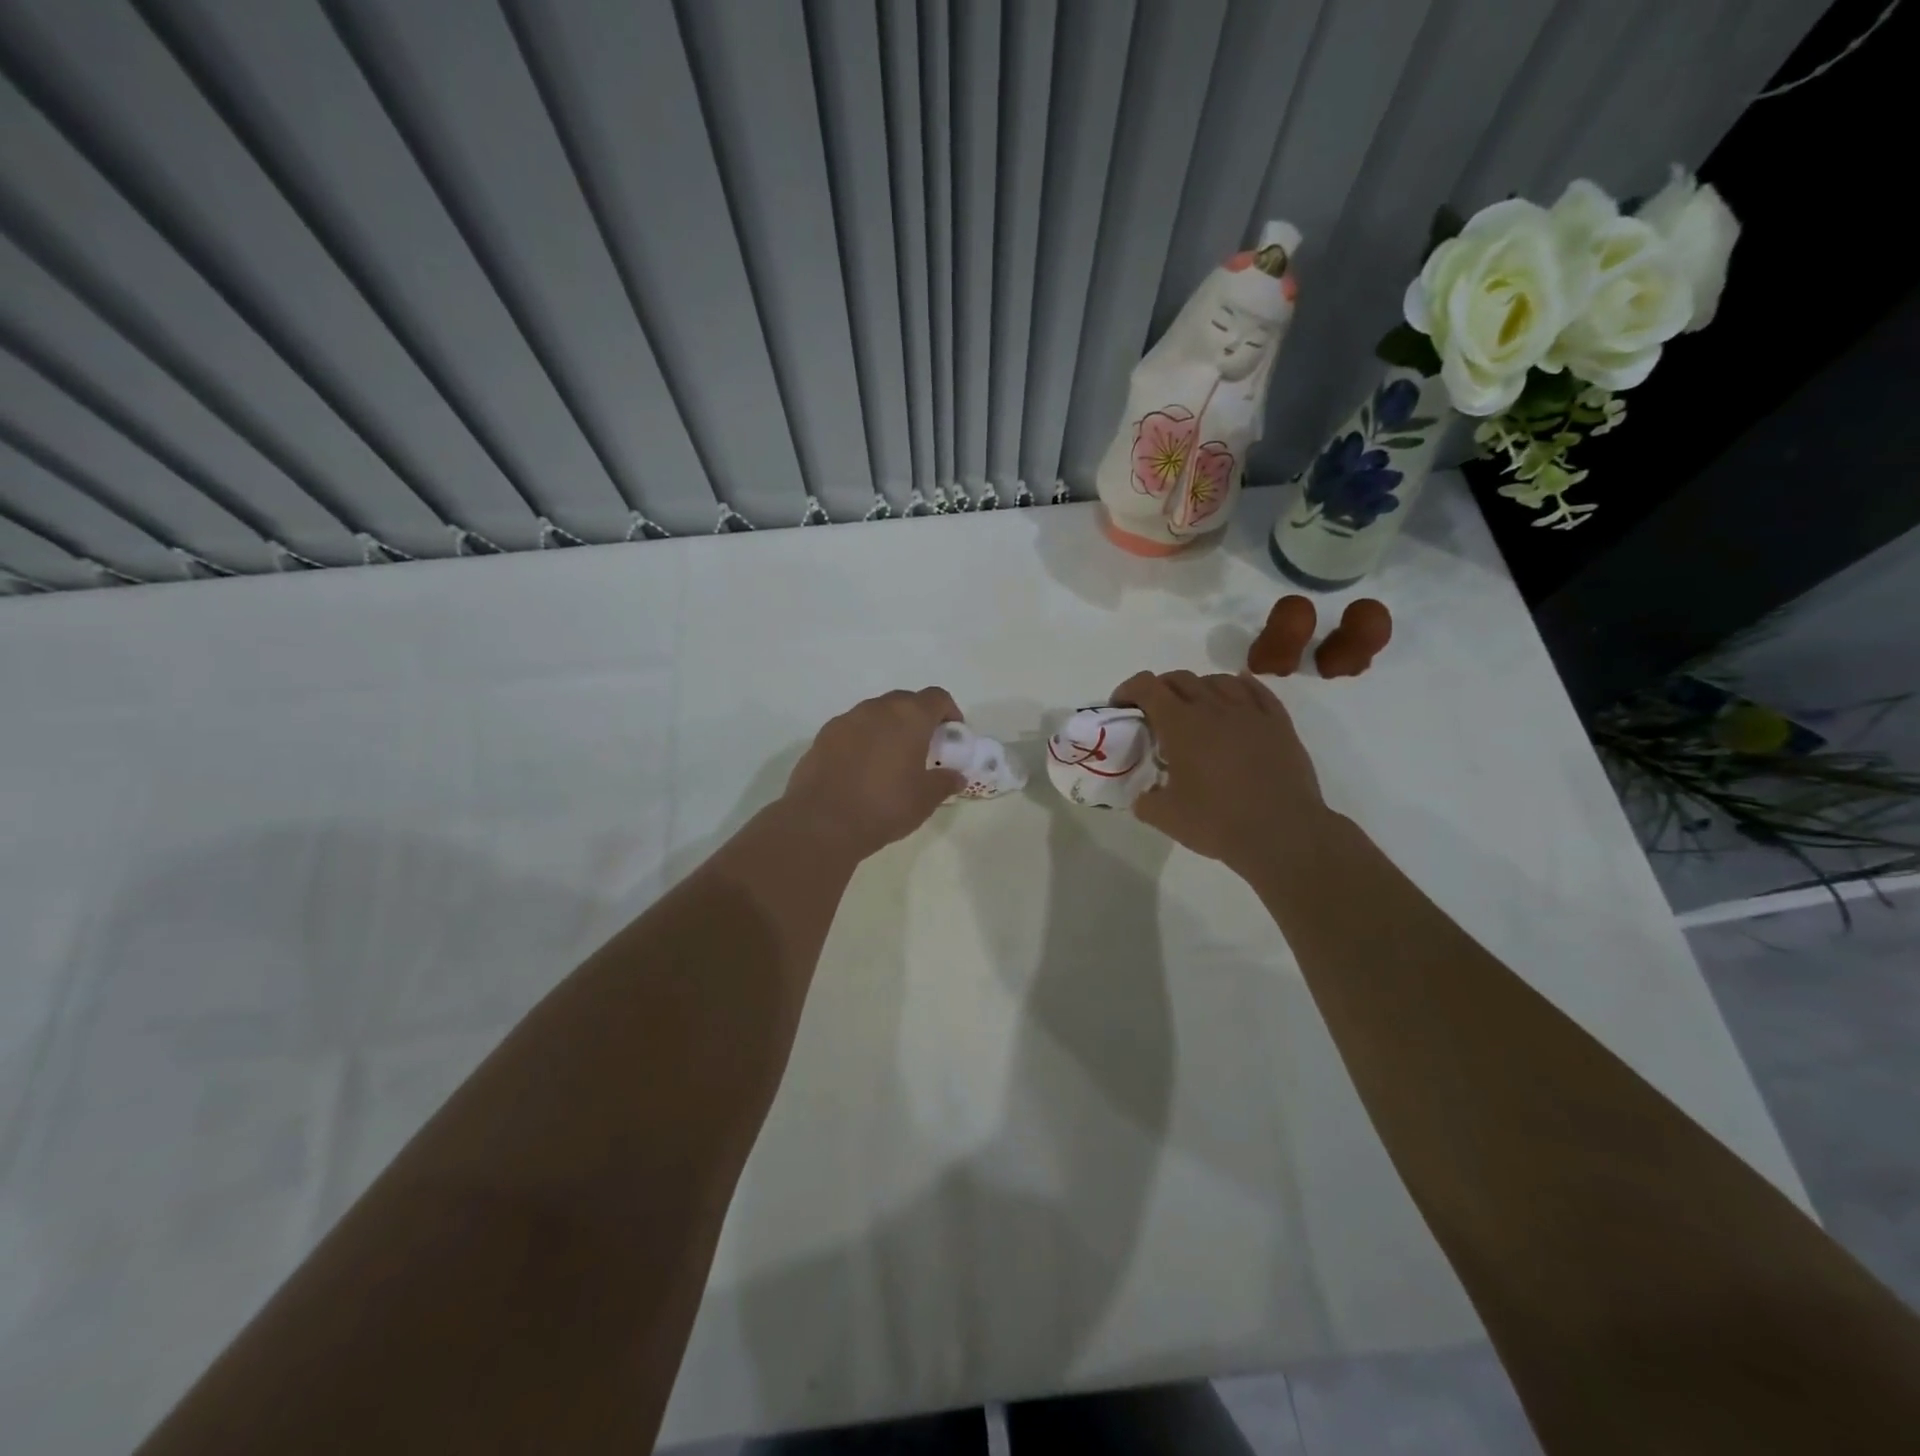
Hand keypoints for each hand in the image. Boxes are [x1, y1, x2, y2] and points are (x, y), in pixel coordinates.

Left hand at [780, 688, 965, 862]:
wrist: (821, 821)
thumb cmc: (884, 805)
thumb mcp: (924, 800)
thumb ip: (944, 783)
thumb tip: (955, 776)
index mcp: (909, 717)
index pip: (937, 697)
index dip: (949, 712)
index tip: (952, 734)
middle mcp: (877, 709)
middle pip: (905, 701)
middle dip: (918, 718)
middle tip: (923, 747)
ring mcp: (846, 719)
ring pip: (876, 713)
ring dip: (888, 728)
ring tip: (891, 759)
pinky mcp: (823, 736)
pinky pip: (852, 729)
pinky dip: (863, 740)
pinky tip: (862, 768)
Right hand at [1111, 670, 1330, 876]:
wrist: (1283, 833)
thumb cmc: (1218, 822)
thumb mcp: (1166, 818)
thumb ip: (1145, 802)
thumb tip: (1143, 797)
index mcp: (1180, 724)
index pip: (1147, 687)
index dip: (1128, 690)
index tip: (1121, 706)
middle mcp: (1213, 707)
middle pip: (1180, 678)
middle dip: (1160, 688)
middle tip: (1154, 711)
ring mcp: (1250, 712)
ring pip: (1218, 680)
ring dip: (1198, 687)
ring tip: (1195, 707)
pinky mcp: (1278, 723)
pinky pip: (1256, 690)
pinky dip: (1239, 686)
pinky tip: (1236, 695)